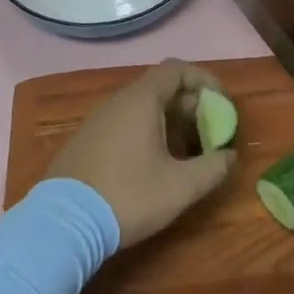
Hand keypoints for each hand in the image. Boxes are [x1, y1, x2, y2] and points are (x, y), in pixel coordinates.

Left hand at [47, 60, 233, 246]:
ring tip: (187, 153)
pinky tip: (154, 165)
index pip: (177, 69)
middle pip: (161, 88)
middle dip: (191, 107)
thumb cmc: (128, 196)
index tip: (222, 103)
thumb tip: (230, 156)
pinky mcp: (86, 141)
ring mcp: (98, 120)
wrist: (63, 225)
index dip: (204, 80)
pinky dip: (147, 133)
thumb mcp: (181, 187)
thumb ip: (213, 168)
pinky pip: (125, 124)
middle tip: (209, 135)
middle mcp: (118, 101)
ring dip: (170, 123)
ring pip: (142, 108)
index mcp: (141, 100)